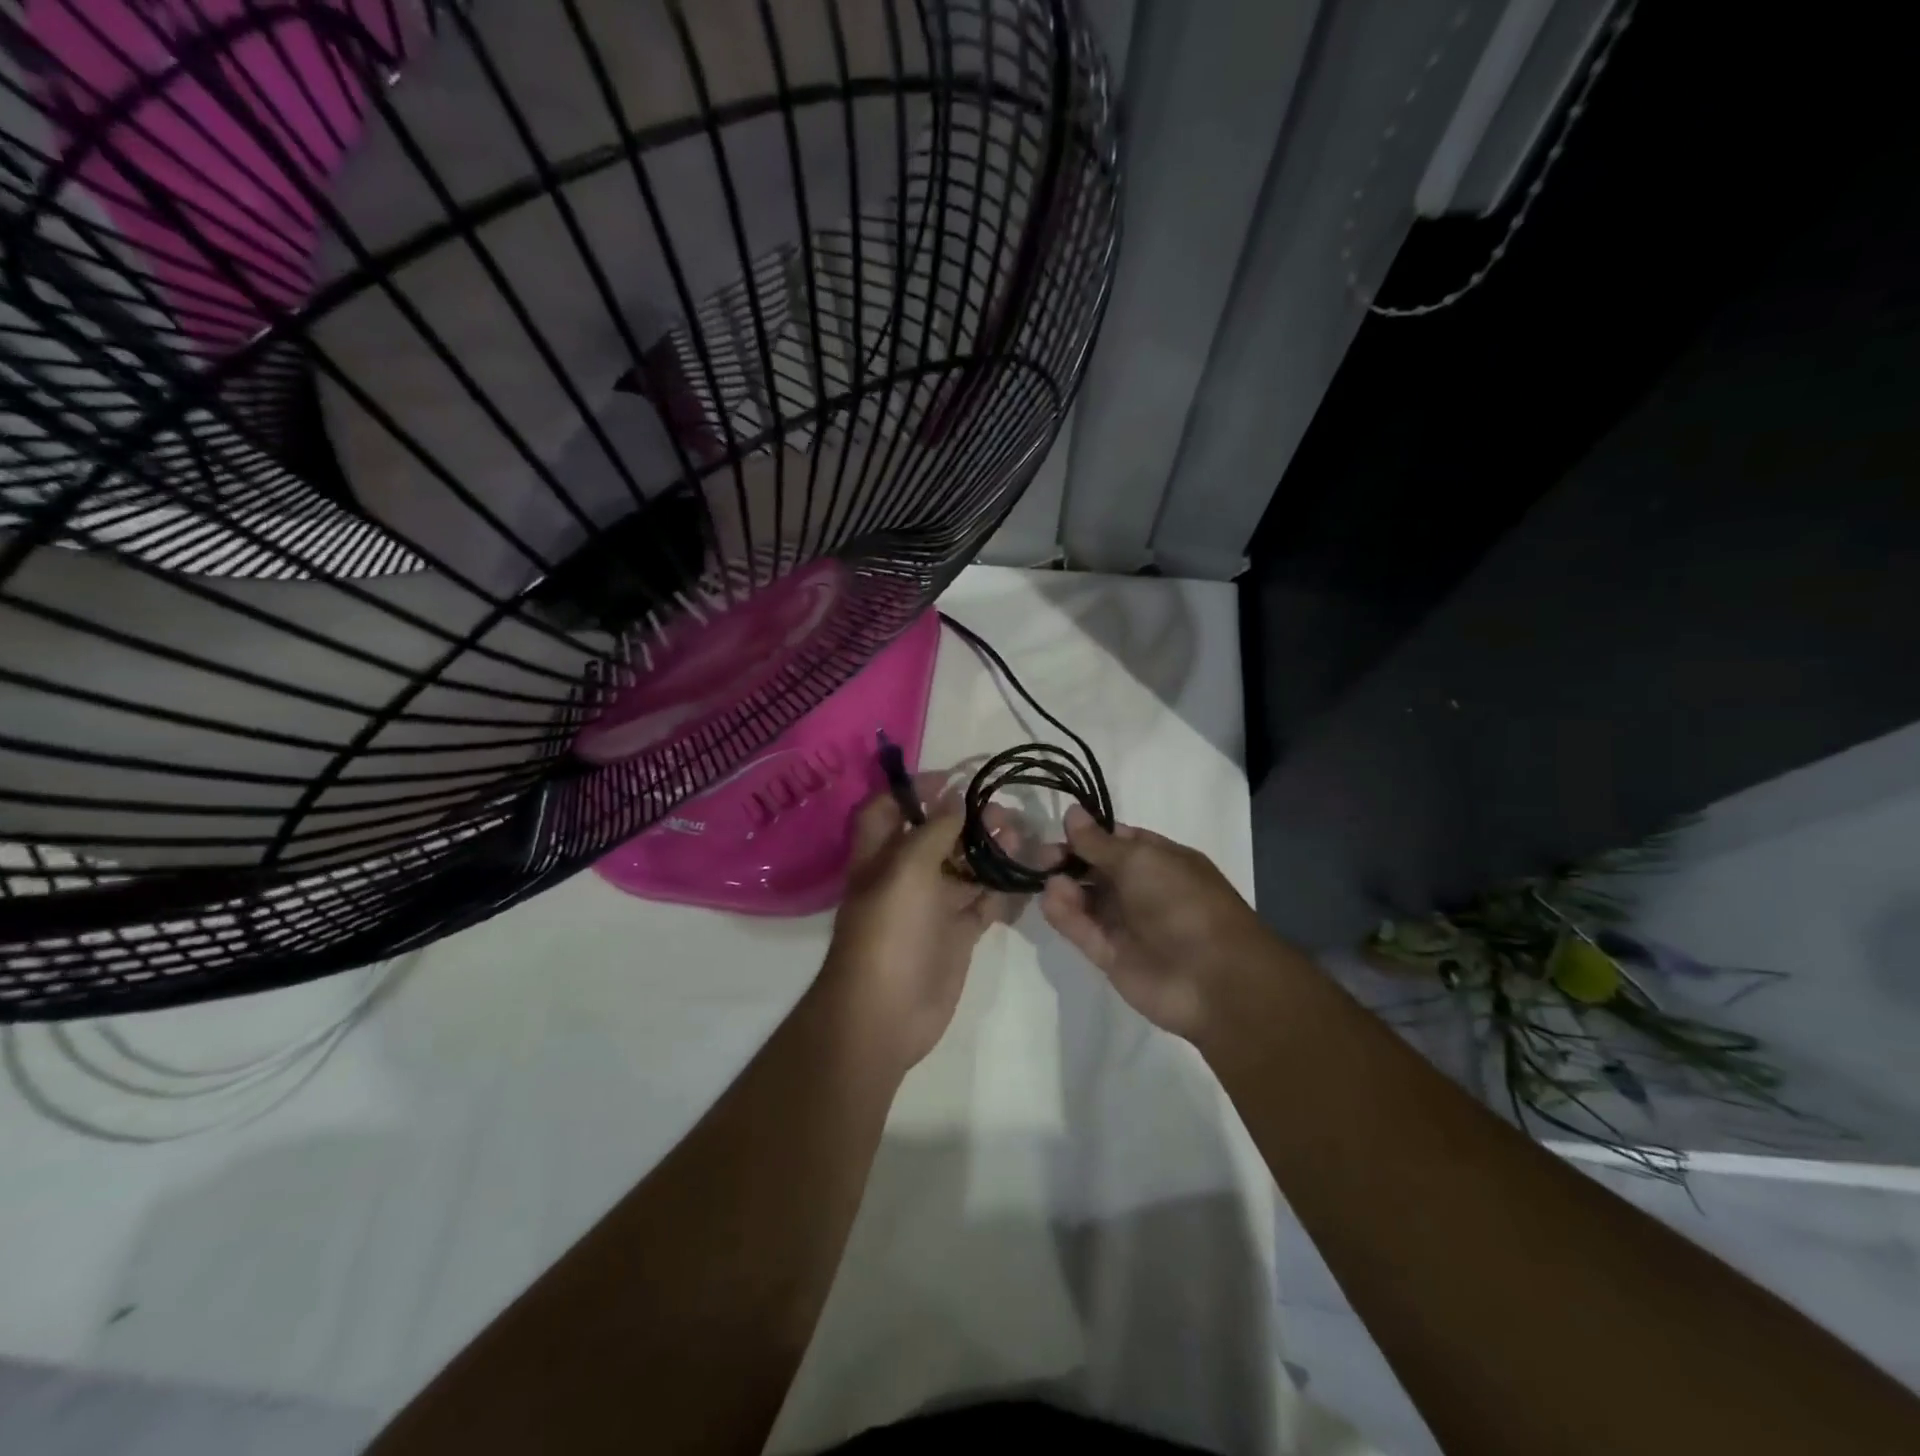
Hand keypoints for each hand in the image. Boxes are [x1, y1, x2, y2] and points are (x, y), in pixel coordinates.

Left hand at [819, 774, 1024, 1072]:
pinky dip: (1002, 890)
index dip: (915, 789)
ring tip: (1019, 839)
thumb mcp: (906, 869)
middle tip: (1002, 812)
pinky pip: (983, 903)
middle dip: (967, 820)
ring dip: (990, 851)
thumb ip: (933, 830)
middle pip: (936, 835)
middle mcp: (905, 875)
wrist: (886, 1013)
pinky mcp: (956, 934)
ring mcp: (932, 906)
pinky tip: (1024, 878)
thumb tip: (954, 795)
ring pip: (965, 867)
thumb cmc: (889, 931)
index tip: (955, 779)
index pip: (889, 808)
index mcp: (880, 855)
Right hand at [1040, 805, 1276, 1042]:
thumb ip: (1099, 842)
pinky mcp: (1111, 955)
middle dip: (1069, 859)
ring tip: (1048, 881)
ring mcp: (1127, 924)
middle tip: (1042, 857)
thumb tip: (1072, 813)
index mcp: (1160, 860)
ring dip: (1065, 887)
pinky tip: (1050, 900)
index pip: (1118, 840)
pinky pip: (1082, 930)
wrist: (1212, 978)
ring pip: (1086, 900)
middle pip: (1096, 869)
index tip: (1059, 829)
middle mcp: (1143, 889)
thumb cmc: (1182, 902)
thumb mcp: (1140, 860)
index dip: (1089, 833)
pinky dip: (1064, 915)